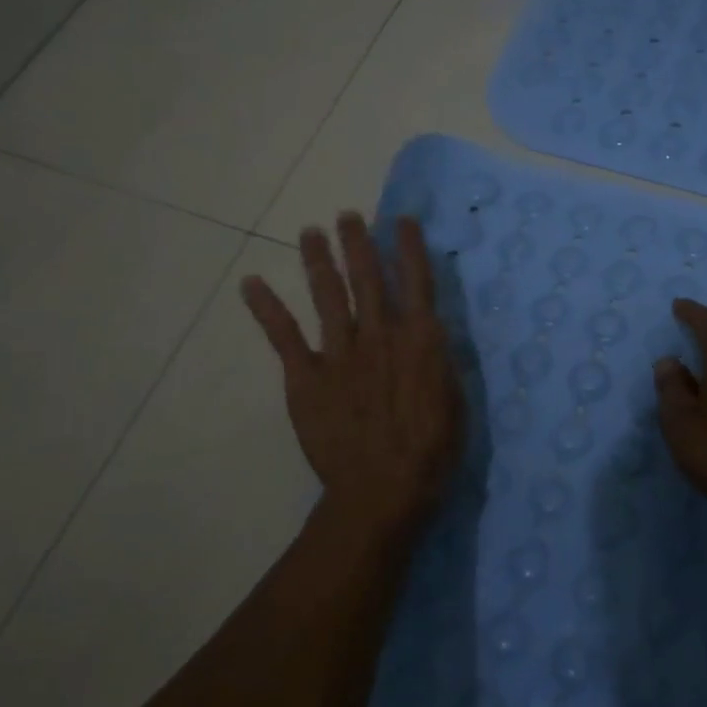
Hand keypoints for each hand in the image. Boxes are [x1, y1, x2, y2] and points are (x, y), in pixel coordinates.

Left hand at [241, 213, 462, 526]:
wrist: (381, 490)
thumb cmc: (429, 451)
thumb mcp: (455, 400)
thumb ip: (439, 360)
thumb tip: (430, 333)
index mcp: (419, 339)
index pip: (416, 281)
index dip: (409, 247)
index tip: (402, 220)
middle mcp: (379, 334)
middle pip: (366, 277)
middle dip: (358, 243)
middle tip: (349, 216)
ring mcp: (339, 353)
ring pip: (327, 295)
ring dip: (318, 260)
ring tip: (310, 232)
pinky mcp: (306, 377)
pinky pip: (284, 336)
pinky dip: (266, 308)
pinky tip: (251, 283)